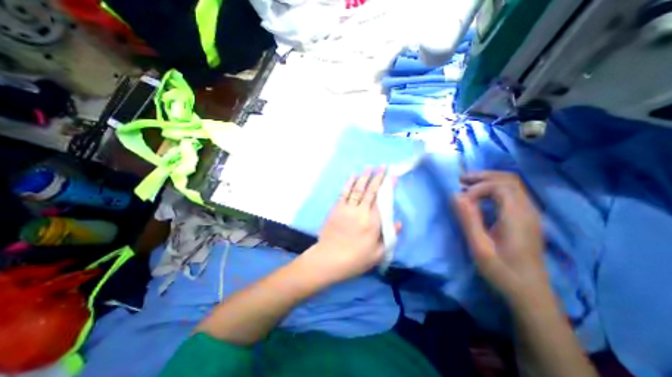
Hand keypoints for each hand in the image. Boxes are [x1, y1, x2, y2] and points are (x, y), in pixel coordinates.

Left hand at [300, 166, 388, 284]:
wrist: (328, 259)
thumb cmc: (355, 259)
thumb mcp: (378, 254)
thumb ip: (389, 237)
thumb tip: (398, 222)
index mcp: (373, 223)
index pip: (382, 200)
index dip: (388, 187)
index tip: (392, 177)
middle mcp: (361, 212)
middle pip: (370, 191)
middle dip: (378, 177)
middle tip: (383, 166)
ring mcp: (347, 208)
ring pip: (357, 189)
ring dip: (364, 177)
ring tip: (369, 167)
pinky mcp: (336, 209)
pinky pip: (343, 193)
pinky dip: (349, 183)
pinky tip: (353, 176)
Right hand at [451, 171, 550, 305]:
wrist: (530, 293)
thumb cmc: (502, 271)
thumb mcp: (479, 248)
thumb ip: (468, 220)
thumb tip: (456, 196)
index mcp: (517, 217)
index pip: (500, 187)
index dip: (477, 188)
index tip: (462, 201)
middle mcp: (528, 210)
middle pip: (509, 179)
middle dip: (483, 176)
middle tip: (461, 180)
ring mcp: (530, 214)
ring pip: (513, 184)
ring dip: (489, 180)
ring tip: (467, 185)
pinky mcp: (527, 219)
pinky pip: (513, 193)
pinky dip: (494, 188)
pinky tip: (480, 197)